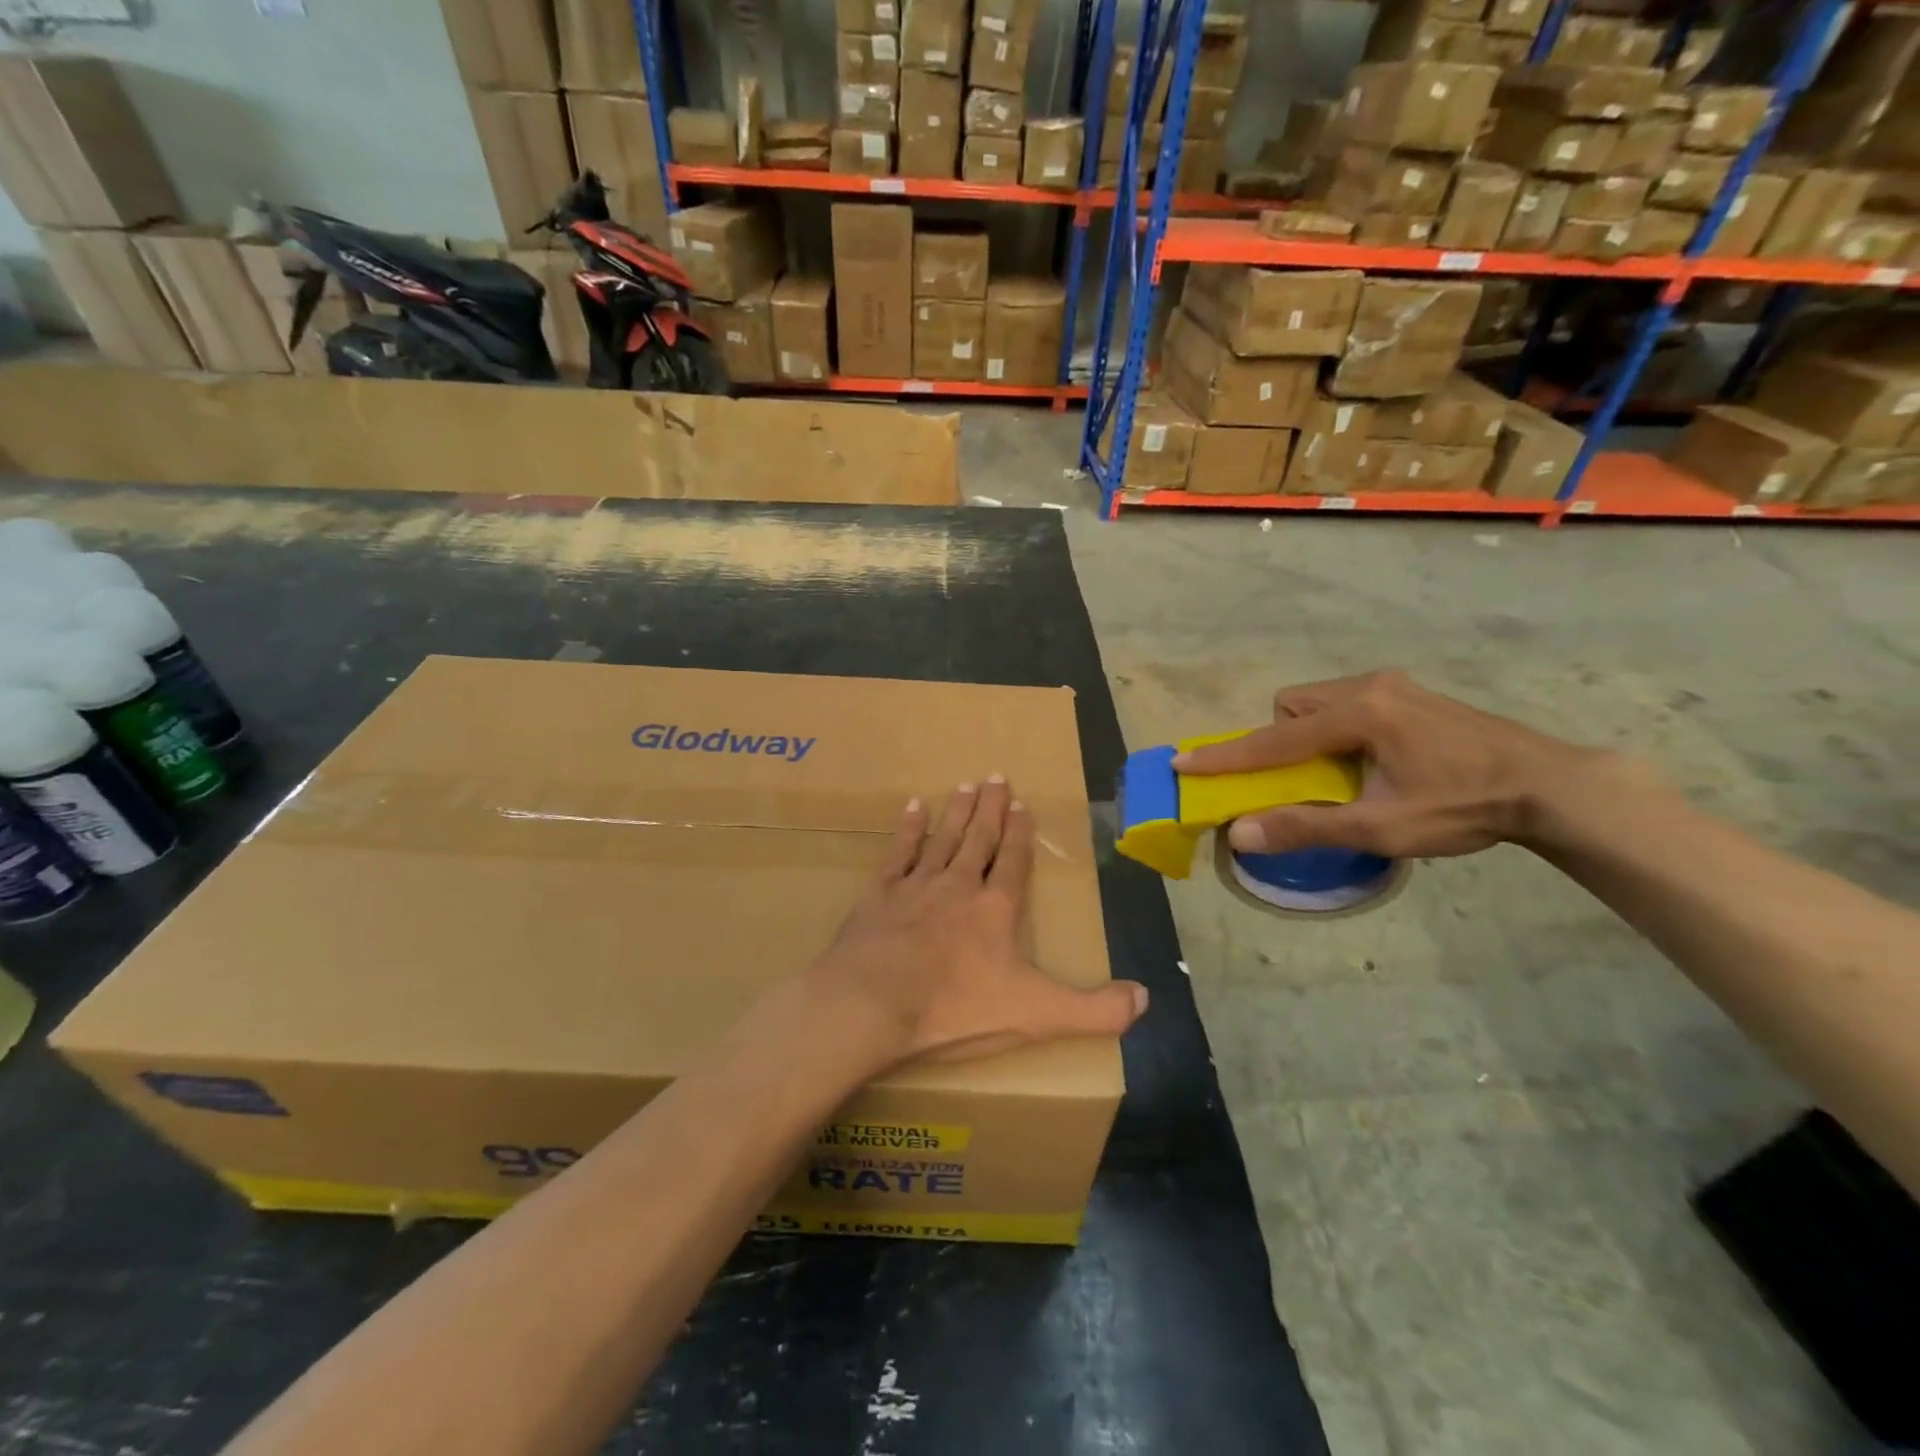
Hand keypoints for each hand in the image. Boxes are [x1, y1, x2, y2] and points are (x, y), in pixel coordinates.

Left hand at [811, 777, 1147, 1068]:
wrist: (873, 1004)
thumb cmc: (956, 1009)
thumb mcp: (1037, 1015)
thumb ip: (1094, 1009)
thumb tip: (1145, 999)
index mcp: (996, 908)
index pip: (1013, 860)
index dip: (1020, 833)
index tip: (1022, 804)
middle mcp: (959, 884)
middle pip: (979, 838)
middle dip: (990, 808)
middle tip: (996, 776)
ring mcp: (917, 885)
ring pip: (943, 837)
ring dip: (956, 812)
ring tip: (965, 785)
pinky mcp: (880, 894)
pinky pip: (899, 852)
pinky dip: (908, 829)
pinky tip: (913, 808)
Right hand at [1172, 670, 1614, 859]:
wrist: (1550, 786)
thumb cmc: (1463, 806)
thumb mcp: (1381, 827)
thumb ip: (1307, 827)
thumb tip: (1241, 833)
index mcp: (1358, 714)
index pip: (1273, 740)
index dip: (1225, 758)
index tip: (1182, 764)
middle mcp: (1368, 687)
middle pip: (1292, 706)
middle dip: (1280, 741)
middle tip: (1302, 779)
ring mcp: (1393, 685)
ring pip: (1318, 702)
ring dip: (1308, 735)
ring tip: (1338, 773)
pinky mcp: (1410, 693)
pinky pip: (1347, 703)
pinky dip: (1336, 730)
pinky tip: (1370, 761)